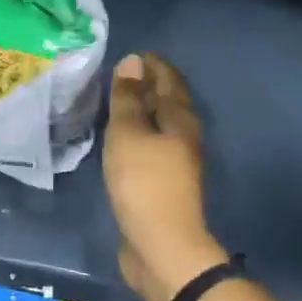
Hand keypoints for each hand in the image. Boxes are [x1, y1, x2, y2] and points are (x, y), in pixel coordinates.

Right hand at [103, 53, 224, 300]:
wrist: (161, 246)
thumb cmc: (144, 183)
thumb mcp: (128, 134)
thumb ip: (127, 99)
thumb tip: (133, 62)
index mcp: (180, 119)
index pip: (168, 80)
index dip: (152, 65)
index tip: (131, 54)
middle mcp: (184, 137)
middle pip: (168, 101)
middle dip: (148, 85)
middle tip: (120, 74)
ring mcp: (176, 162)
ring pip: (160, 125)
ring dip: (142, 111)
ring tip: (117, 102)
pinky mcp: (163, 184)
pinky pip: (150, 147)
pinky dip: (137, 134)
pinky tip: (120, 139)